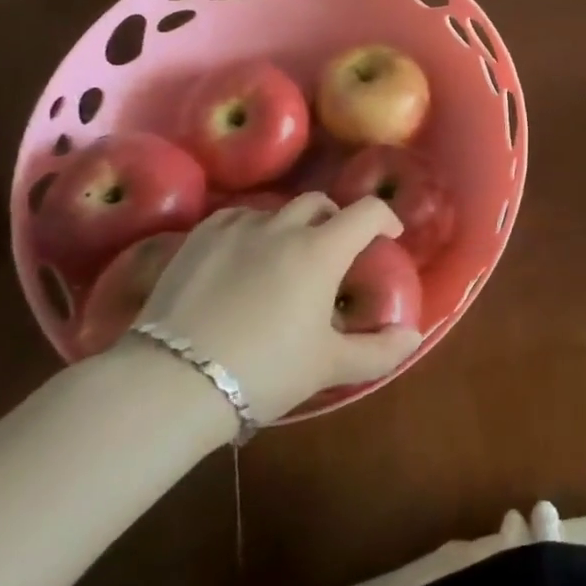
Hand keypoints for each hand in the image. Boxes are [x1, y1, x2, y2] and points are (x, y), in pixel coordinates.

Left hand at [131, 194, 421, 425]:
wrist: (171, 381)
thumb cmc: (263, 370)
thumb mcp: (327, 366)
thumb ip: (379, 351)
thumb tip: (414, 337)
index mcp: (321, 250)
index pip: (367, 212)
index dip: (385, 218)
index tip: (389, 236)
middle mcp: (283, 227)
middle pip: (319, 203)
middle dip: (335, 219)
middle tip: (334, 251)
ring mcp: (237, 228)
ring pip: (275, 211)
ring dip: (290, 227)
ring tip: (283, 260)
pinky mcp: (198, 238)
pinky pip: (235, 219)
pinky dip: (250, 230)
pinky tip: (242, 257)